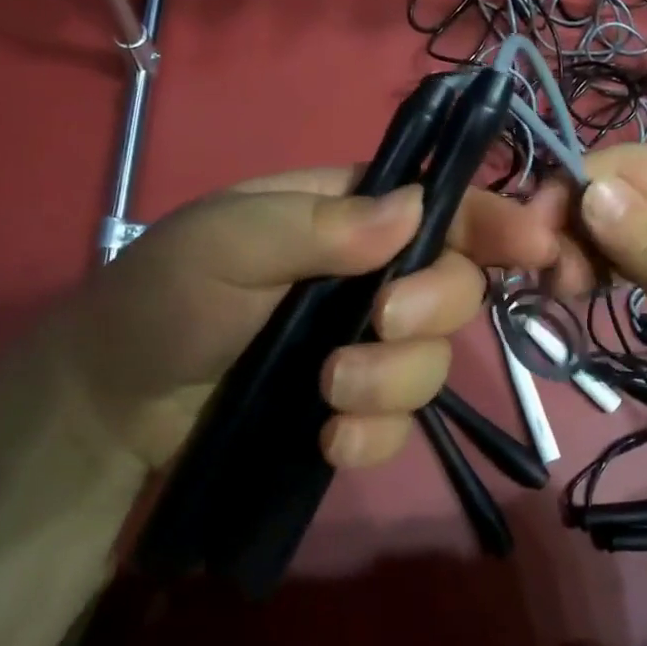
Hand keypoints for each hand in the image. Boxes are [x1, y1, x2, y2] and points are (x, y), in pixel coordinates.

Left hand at [57, 168, 569, 471]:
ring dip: (396, 379)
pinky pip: (402, 422)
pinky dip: (378, 435)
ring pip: (435, 358)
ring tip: (330, 392)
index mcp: (349, 215)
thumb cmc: (165, 296)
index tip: (533, 243)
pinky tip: (331, 441)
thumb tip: (413, 210)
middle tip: (381, 324)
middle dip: (432, 307)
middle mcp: (372, 274)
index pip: (440, 203)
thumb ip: (317, 225)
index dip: (492, 218)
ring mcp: (366, 344)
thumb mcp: (226, 241)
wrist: (113, 402)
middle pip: (457, 283)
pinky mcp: (352, 408)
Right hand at [573, 146, 646, 444]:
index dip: (570, 189)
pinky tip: (591, 291)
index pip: (621, 163)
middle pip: (615, 189)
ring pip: (617, 219)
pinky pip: (631, 249)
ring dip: (584, 246)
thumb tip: (589, 189)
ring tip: (570, 293)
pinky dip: (604, 265)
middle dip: (573, 223)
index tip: (534, 242)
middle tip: (556, 282)